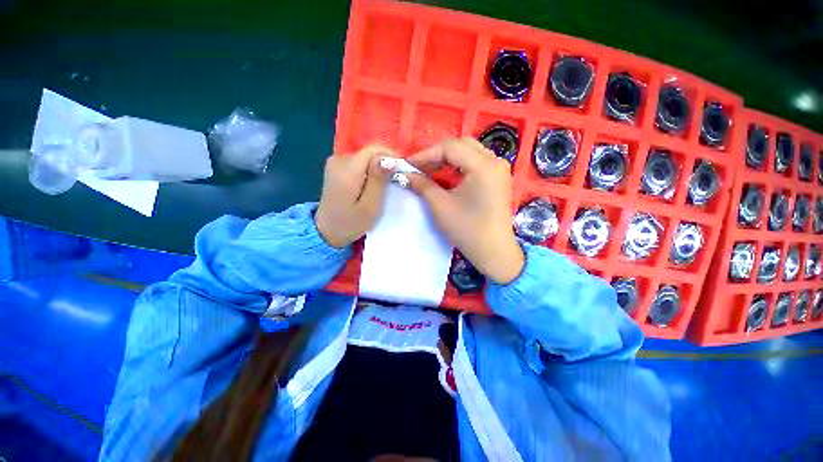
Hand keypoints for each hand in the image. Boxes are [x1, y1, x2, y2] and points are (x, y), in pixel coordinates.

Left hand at [315, 144, 393, 247]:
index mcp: (347, 170)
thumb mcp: (370, 206)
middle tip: (395, 182)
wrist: (327, 231)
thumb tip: (388, 159)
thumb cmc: (351, 223)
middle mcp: (339, 160)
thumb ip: (378, 181)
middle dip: (385, 164)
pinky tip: (372, 185)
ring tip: (384, 186)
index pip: (374, 149)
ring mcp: (336, 162)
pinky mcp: (336, 167)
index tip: (402, 170)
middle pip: (370, 153)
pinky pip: (359, 162)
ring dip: (378, 168)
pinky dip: (369, 171)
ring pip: (366, 157)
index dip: (391, 156)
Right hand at [406, 138, 524, 284]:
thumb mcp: (440, 206)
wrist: (493, 251)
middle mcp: (495, 161)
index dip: (426, 154)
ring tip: (430, 170)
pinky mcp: (498, 179)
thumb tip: (403, 174)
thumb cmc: (467, 229)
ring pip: (469, 152)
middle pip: (461, 145)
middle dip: (437, 154)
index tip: (408, 164)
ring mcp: (499, 169)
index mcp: (483, 165)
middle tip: (419, 166)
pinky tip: (447, 175)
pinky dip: (459, 165)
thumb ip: (422, 185)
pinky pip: (476, 162)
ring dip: (448, 158)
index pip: (450, 147)